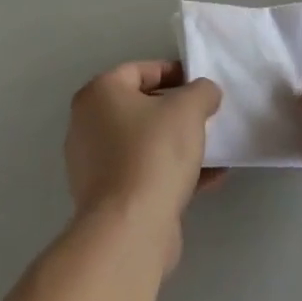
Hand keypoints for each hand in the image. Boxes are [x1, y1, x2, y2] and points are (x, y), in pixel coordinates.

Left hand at [64, 61, 222, 270]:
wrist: (130, 230)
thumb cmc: (154, 152)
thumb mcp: (189, 106)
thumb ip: (202, 90)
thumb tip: (205, 94)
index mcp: (99, 95)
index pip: (140, 70)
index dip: (175, 73)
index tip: (201, 86)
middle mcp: (88, 126)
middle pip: (142, 108)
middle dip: (178, 112)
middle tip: (206, 116)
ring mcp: (94, 167)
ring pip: (145, 144)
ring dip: (179, 145)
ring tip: (213, 148)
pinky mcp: (108, 200)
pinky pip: (145, 174)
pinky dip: (173, 173)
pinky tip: (210, 178)